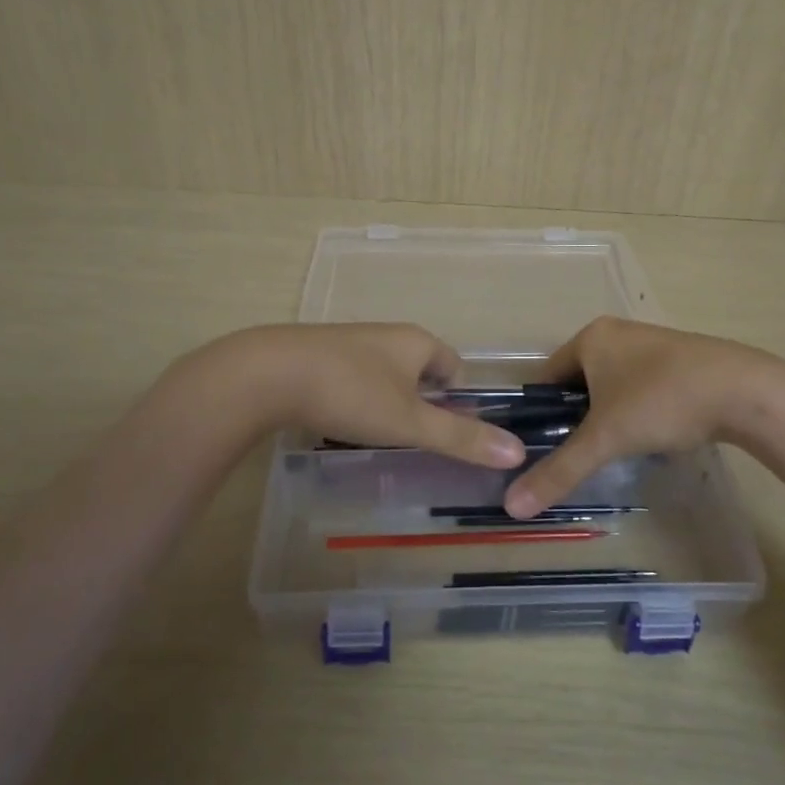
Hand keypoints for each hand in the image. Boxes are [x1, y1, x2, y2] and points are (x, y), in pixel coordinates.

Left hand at [214, 323, 527, 467]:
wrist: (267, 373)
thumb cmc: (350, 393)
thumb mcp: (410, 422)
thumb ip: (461, 438)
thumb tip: (517, 450)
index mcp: (417, 342)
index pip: (455, 366)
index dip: (460, 400)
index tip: (450, 433)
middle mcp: (387, 334)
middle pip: (420, 369)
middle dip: (423, 402)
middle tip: (415, 440)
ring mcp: (350, 341)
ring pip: (385, 373)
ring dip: (388, 401)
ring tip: (379, 435)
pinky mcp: (318, 353)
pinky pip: (353, 376)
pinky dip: (356, 398)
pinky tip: (340, 421)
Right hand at [504, 317, 784, 516]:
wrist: (744, 390)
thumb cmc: (661, 402)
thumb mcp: (605, 439)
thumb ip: (559, 470)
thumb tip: (512, 506)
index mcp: (590, 337)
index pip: (546, 376)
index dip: (540, 413)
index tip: (542, 448)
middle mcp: (617, 332)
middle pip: (579, 381)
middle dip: (576, 416)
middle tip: (580, 453)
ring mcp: (651, 343)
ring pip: (612, 384)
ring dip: (608, 414)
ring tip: (614, 449)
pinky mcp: (680, 359)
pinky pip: (641, 385)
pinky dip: (637, 409)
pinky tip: (650, 435)